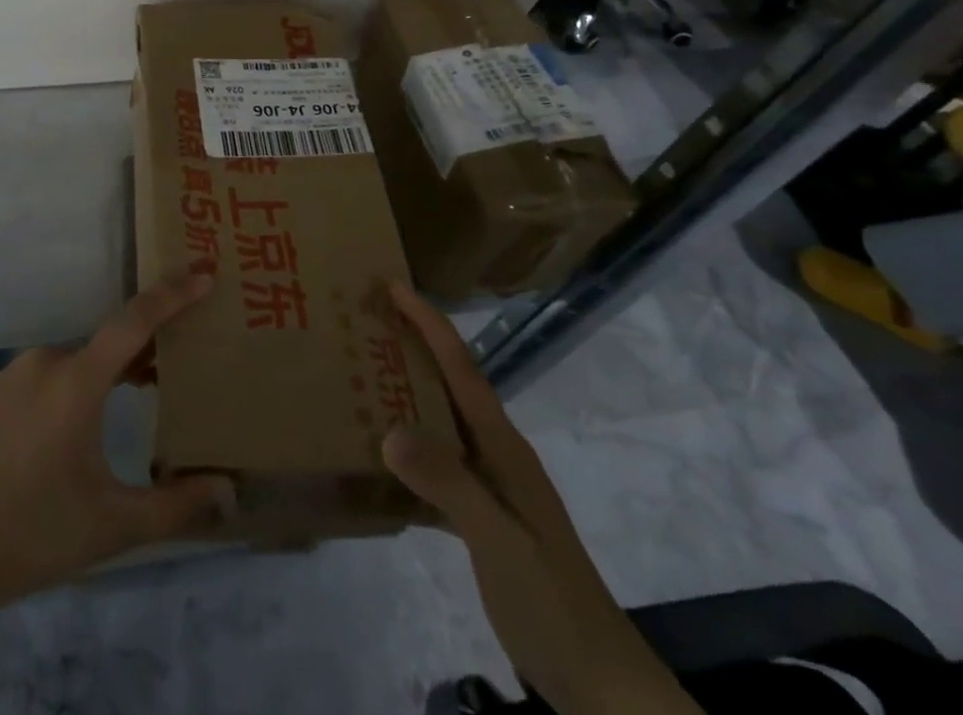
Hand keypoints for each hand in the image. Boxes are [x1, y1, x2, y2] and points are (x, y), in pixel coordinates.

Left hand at [0, 272, 233, 610]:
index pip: (135, 321)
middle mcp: (47, 362)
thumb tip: (228, 490)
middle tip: (190, 356)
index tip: (207, 276)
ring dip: (117, 367)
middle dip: (152, 345)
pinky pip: (55, 373)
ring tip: (150, 387)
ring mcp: (17, 374)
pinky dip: (85, 381)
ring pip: (82, 359)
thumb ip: (173, 507)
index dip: (173, 295)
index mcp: (76, 380)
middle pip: (111, 341)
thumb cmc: (27, 531)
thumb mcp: (109, 526)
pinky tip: (92, 420)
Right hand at [381, 282, 700, 714]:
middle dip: (413, 346)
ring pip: (440, 422)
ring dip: (406, 394)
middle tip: (364, 322)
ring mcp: (491, 487)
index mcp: (503, 446)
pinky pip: (436, 467)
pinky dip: (407, 453)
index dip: (429, 323)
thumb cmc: (551, 601)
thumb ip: (449, 484)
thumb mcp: (499, 541)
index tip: (392, 286)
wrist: (601, 684)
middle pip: (450, 384)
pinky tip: (377, 464)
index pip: (462, 368)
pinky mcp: (483, 518)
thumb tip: (388, 430)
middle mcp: (496, 454)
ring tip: (361, 377)